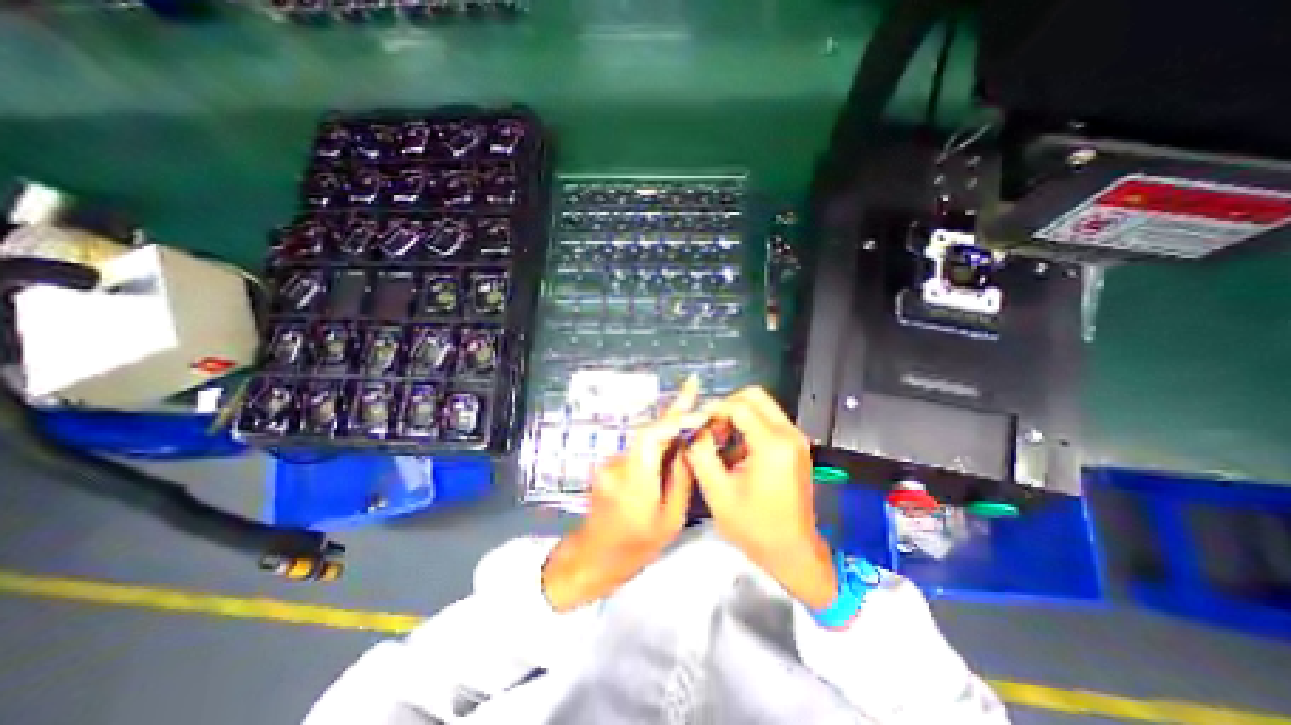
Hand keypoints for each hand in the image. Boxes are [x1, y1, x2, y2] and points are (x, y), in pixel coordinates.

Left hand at [543, 378, 704, 610]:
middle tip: (693, 385)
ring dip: (668, 426)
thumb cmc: (637, 547)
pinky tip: (672, 440)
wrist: (594, 554)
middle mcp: (618, 466)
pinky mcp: (610, 463)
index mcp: (635, 484)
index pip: (651, 438)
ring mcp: (610, 463)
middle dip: (674, 410)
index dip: (673, 419)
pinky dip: (657, 440)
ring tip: (691, 413)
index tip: (696, 405)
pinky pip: (639, 447)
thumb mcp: (670, 519)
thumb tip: (688, 446)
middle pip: (649, 431)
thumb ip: (679, 479)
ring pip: (645, 438)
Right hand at [686, 389, 838, 607]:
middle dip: (727, 407)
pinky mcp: (794, 447)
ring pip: (761, 407)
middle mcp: (788, 434)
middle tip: (710, 429)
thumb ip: (700, 453)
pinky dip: (747, 428)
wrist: (793, 552)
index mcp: (772, 444)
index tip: (696, 424)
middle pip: (754, 396)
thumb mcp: (718, 491)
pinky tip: (734, 452)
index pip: (738, 406)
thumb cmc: (755, 527)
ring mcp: (795, 439)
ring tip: (719, 442)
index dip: (713, 410)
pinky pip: (767, 422)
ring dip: (737, 417)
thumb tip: (692, 429)